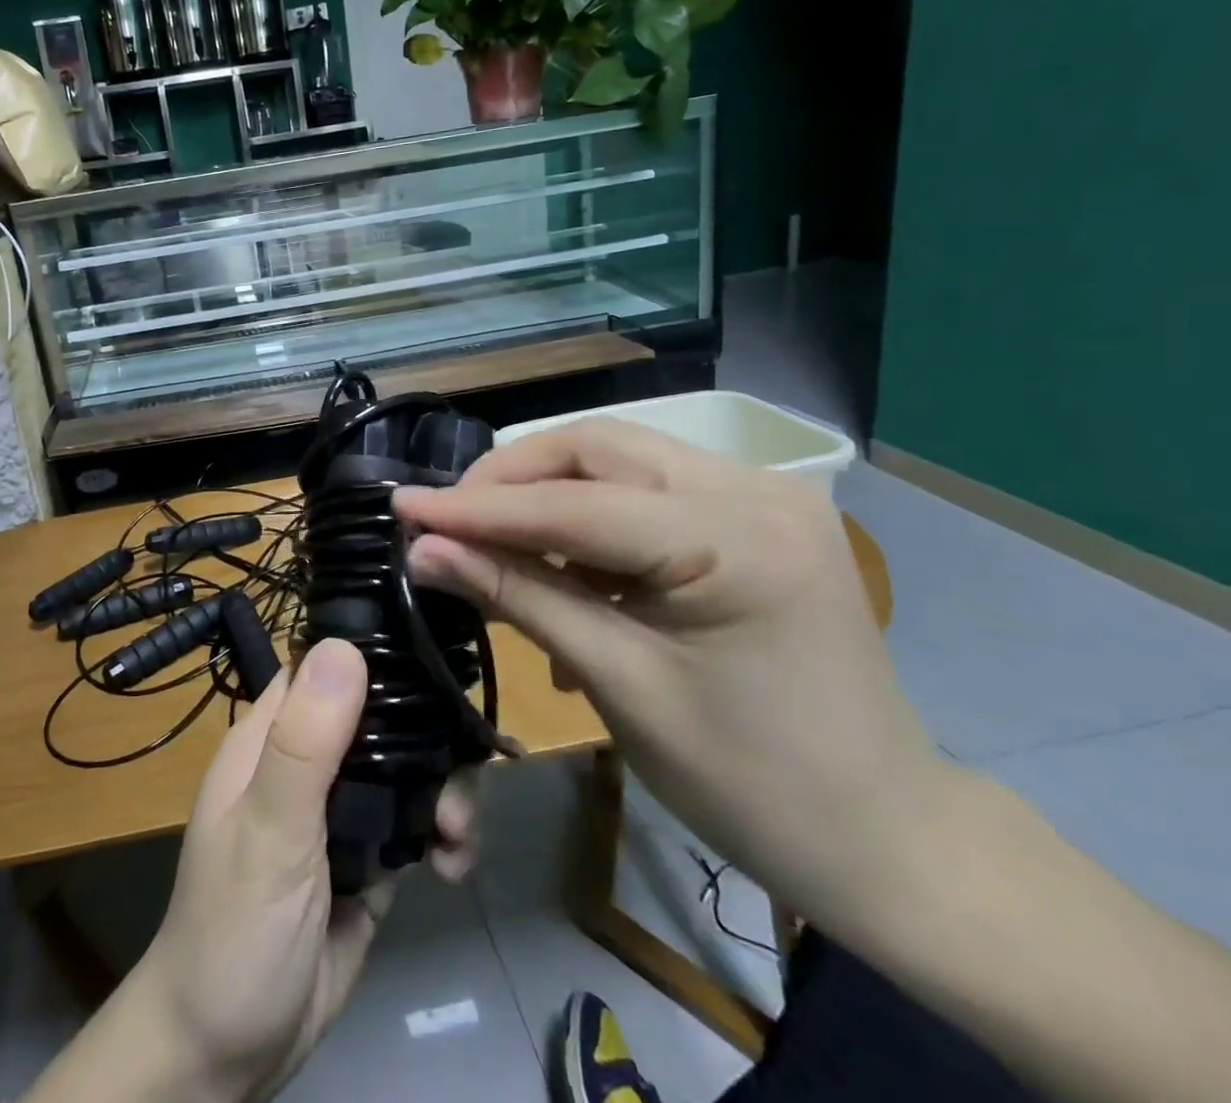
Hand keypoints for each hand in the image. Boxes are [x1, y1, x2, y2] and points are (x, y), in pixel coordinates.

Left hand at [26, 638, 476, 1102]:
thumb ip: (304, 743)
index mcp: (271, 737)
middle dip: (427, 740)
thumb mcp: (268, 832)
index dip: (374, 655)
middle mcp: (308, 761)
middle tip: (456, 783)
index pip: (324, 666)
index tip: (432, 659)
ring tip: (456, 835)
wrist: (228, 1057)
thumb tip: (343, 645)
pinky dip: (442, 836)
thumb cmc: (235, 930)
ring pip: (405, 768)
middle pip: (380, 717)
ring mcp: (340, 810)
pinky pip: (415, 823)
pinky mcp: (369, 857)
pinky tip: (452, 866)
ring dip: (444, 792)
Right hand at [393, 418, 945, 918]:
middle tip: (446, 519)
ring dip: (545, 494)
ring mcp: (762, 495)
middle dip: (510, 480)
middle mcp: (755, 489)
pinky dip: (588, 518)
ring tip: (491, 543)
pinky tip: (559, 567)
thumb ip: (517, 596)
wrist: (884, 835)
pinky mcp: (755, 514)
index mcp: (736, 539)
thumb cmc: (750, 781)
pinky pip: (646, 491)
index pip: (573, 503)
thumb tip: (423, 550)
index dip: (476, 506)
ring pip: (618, 459)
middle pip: (597, 448)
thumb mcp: (617, 682)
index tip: (402, 505)